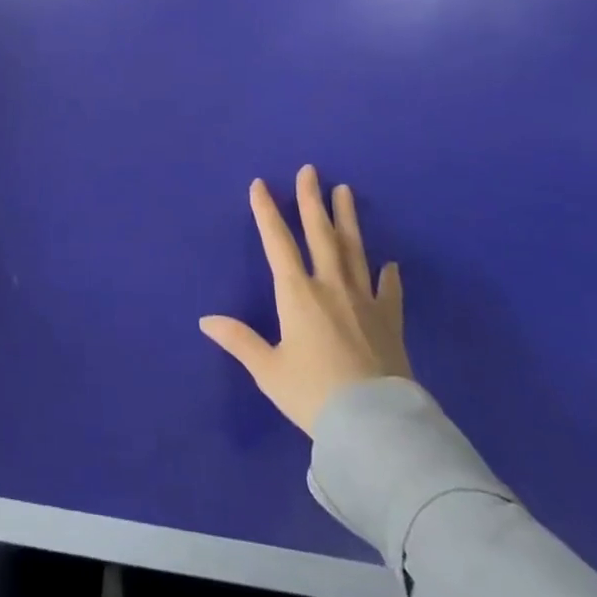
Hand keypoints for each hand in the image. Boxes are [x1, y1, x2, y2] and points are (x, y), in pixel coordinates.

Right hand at [200, 165, 411, 434]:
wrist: (376, 426)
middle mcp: (330, 287)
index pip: (278, 242)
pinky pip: (389, 292)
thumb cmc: (314, 395)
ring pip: (354, 250)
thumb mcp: (269, 370)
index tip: (260, 184)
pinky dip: (390, 277)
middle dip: (311, 200)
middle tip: (310, 170)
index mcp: (297, 293)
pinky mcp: (389, 322)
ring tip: (345, 191)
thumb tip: (206, 320)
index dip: (267, 212)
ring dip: (347, 219)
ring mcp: (364, 301)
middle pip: (320, 234)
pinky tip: (391, 264)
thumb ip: (239, 340)